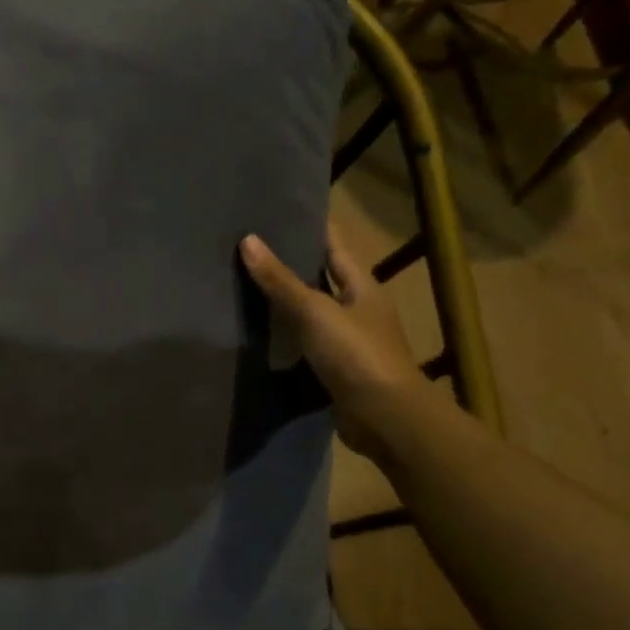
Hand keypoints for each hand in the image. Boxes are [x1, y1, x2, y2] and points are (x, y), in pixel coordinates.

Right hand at [240, 228, 426, 463]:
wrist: (384, 416)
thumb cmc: (355, 354)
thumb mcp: (314, 311)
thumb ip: (280, 280)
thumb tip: (248, 240)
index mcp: (362, 286)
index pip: (335, 246)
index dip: (312, 228)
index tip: (280, 213)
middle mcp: (359, 309)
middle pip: (322, 278)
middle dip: (292, 265)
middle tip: (251, 249)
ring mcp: (349, 341)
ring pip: (312, 313)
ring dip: (286, 303)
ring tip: (246, 287)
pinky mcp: (337, 369)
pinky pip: (306, 344)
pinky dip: (285, 337)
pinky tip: (260, 334)